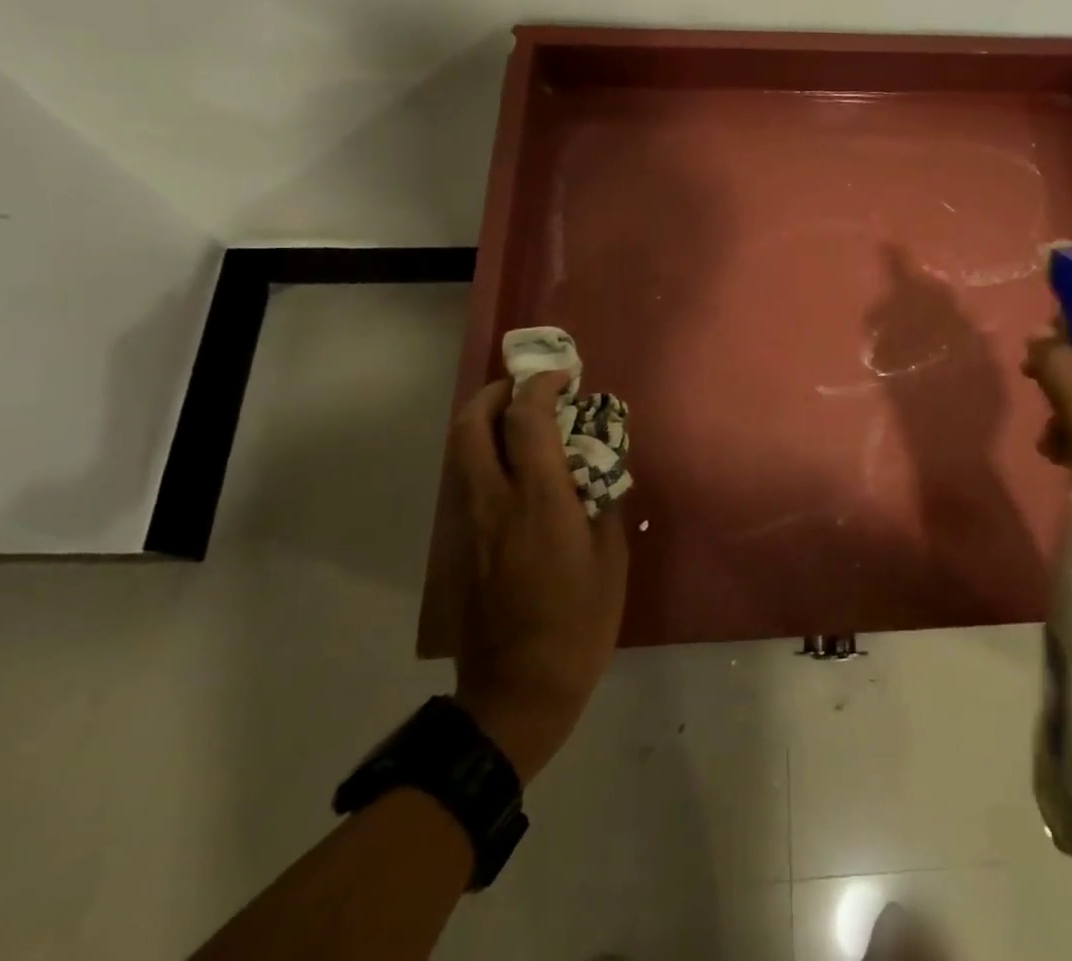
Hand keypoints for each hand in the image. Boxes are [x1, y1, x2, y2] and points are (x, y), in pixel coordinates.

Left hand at [449, 373, 627, 782]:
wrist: (518, 693)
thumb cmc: (579, 625)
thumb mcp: (611, 561)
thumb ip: (605, 503)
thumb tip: (602, 466)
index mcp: (539, 503)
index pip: (527, 423)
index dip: (541, 387)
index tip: (565, 377)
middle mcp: (495, 504)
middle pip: (471, 427)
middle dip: (494, 393)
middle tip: (525, 386)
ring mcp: (471, 526)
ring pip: (460, 453)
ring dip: (485, 422)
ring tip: (521, 420)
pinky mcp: (462, 547)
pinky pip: (466, 482)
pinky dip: (484, 455)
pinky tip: (517, 469)